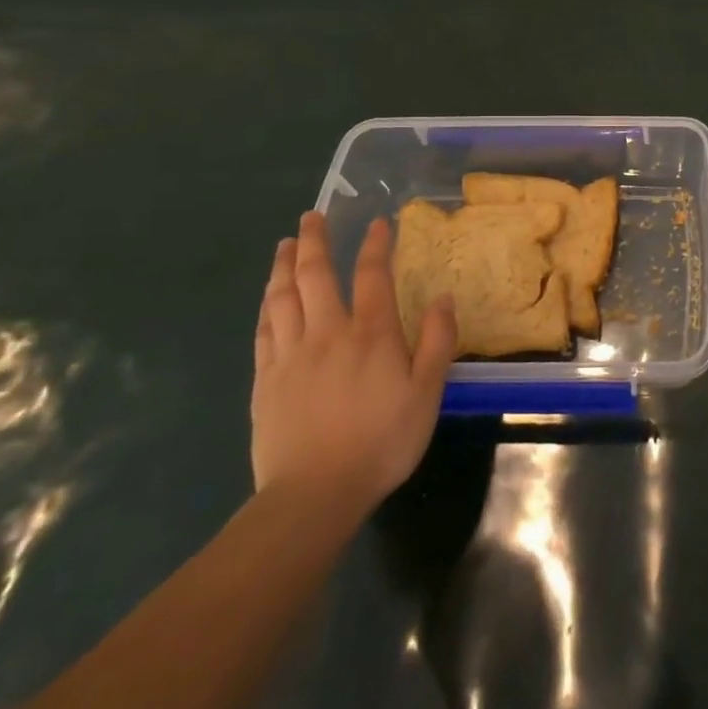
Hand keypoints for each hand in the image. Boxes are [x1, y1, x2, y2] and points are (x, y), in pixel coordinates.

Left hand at [251, 211, 456, 516]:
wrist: (315, 493)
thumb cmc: (382, 441)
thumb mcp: (427, 393)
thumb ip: (436, 342)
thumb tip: (443, 297)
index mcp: (371, 334)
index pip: (373, 275)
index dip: (376, 245)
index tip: (378, 222)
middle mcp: (328, 332)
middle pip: (316, 276)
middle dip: (315, 241)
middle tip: (311, 216)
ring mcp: (291, 355)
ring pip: (283, 298)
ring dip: (284, 266)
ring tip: (285, 245)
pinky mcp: (266, 380)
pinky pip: (264, 331)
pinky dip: (267, 306)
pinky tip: (269, 298)